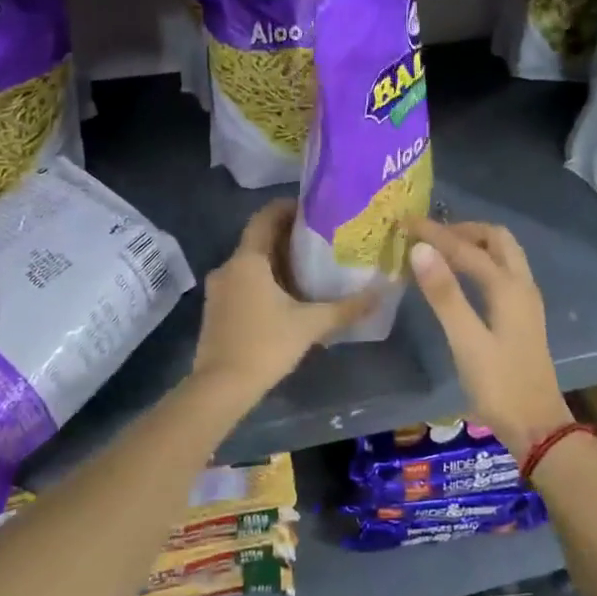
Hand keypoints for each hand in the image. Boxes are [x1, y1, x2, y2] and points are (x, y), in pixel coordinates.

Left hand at [192, 201, 379, 401]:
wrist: (220, 388)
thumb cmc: (265, 346)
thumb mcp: (311, 325)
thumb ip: (346, 308)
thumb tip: (381, 293)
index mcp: (248, 260)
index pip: (265, 217)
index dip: (287, 208)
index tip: (313, 209)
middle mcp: (228, 267)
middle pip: (258, 240)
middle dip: (288, 237)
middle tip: (321, 240)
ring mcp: (218, 290)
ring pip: (250, 264)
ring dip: (276, 262)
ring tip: (309, 269)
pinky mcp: (216, 310)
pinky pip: (242, 283)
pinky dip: (264, 282)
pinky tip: (287, 298)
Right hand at [407, 218, 571, 459]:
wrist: (537, 428)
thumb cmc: (499, 386)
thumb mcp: (466, 341)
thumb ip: (444, 294)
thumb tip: (421, 249)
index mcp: (508, 288)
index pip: (467, 248)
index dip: (436, 234)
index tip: (405, 223)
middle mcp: (522, 286)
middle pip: (496, 240)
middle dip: (463, 230)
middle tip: (429, 235)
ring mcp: (525, 302)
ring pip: (503, 255)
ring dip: (474, 244)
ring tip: (439, 251)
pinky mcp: (522, 318)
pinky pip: (502, 273)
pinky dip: (480, 263)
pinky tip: (460, 279)